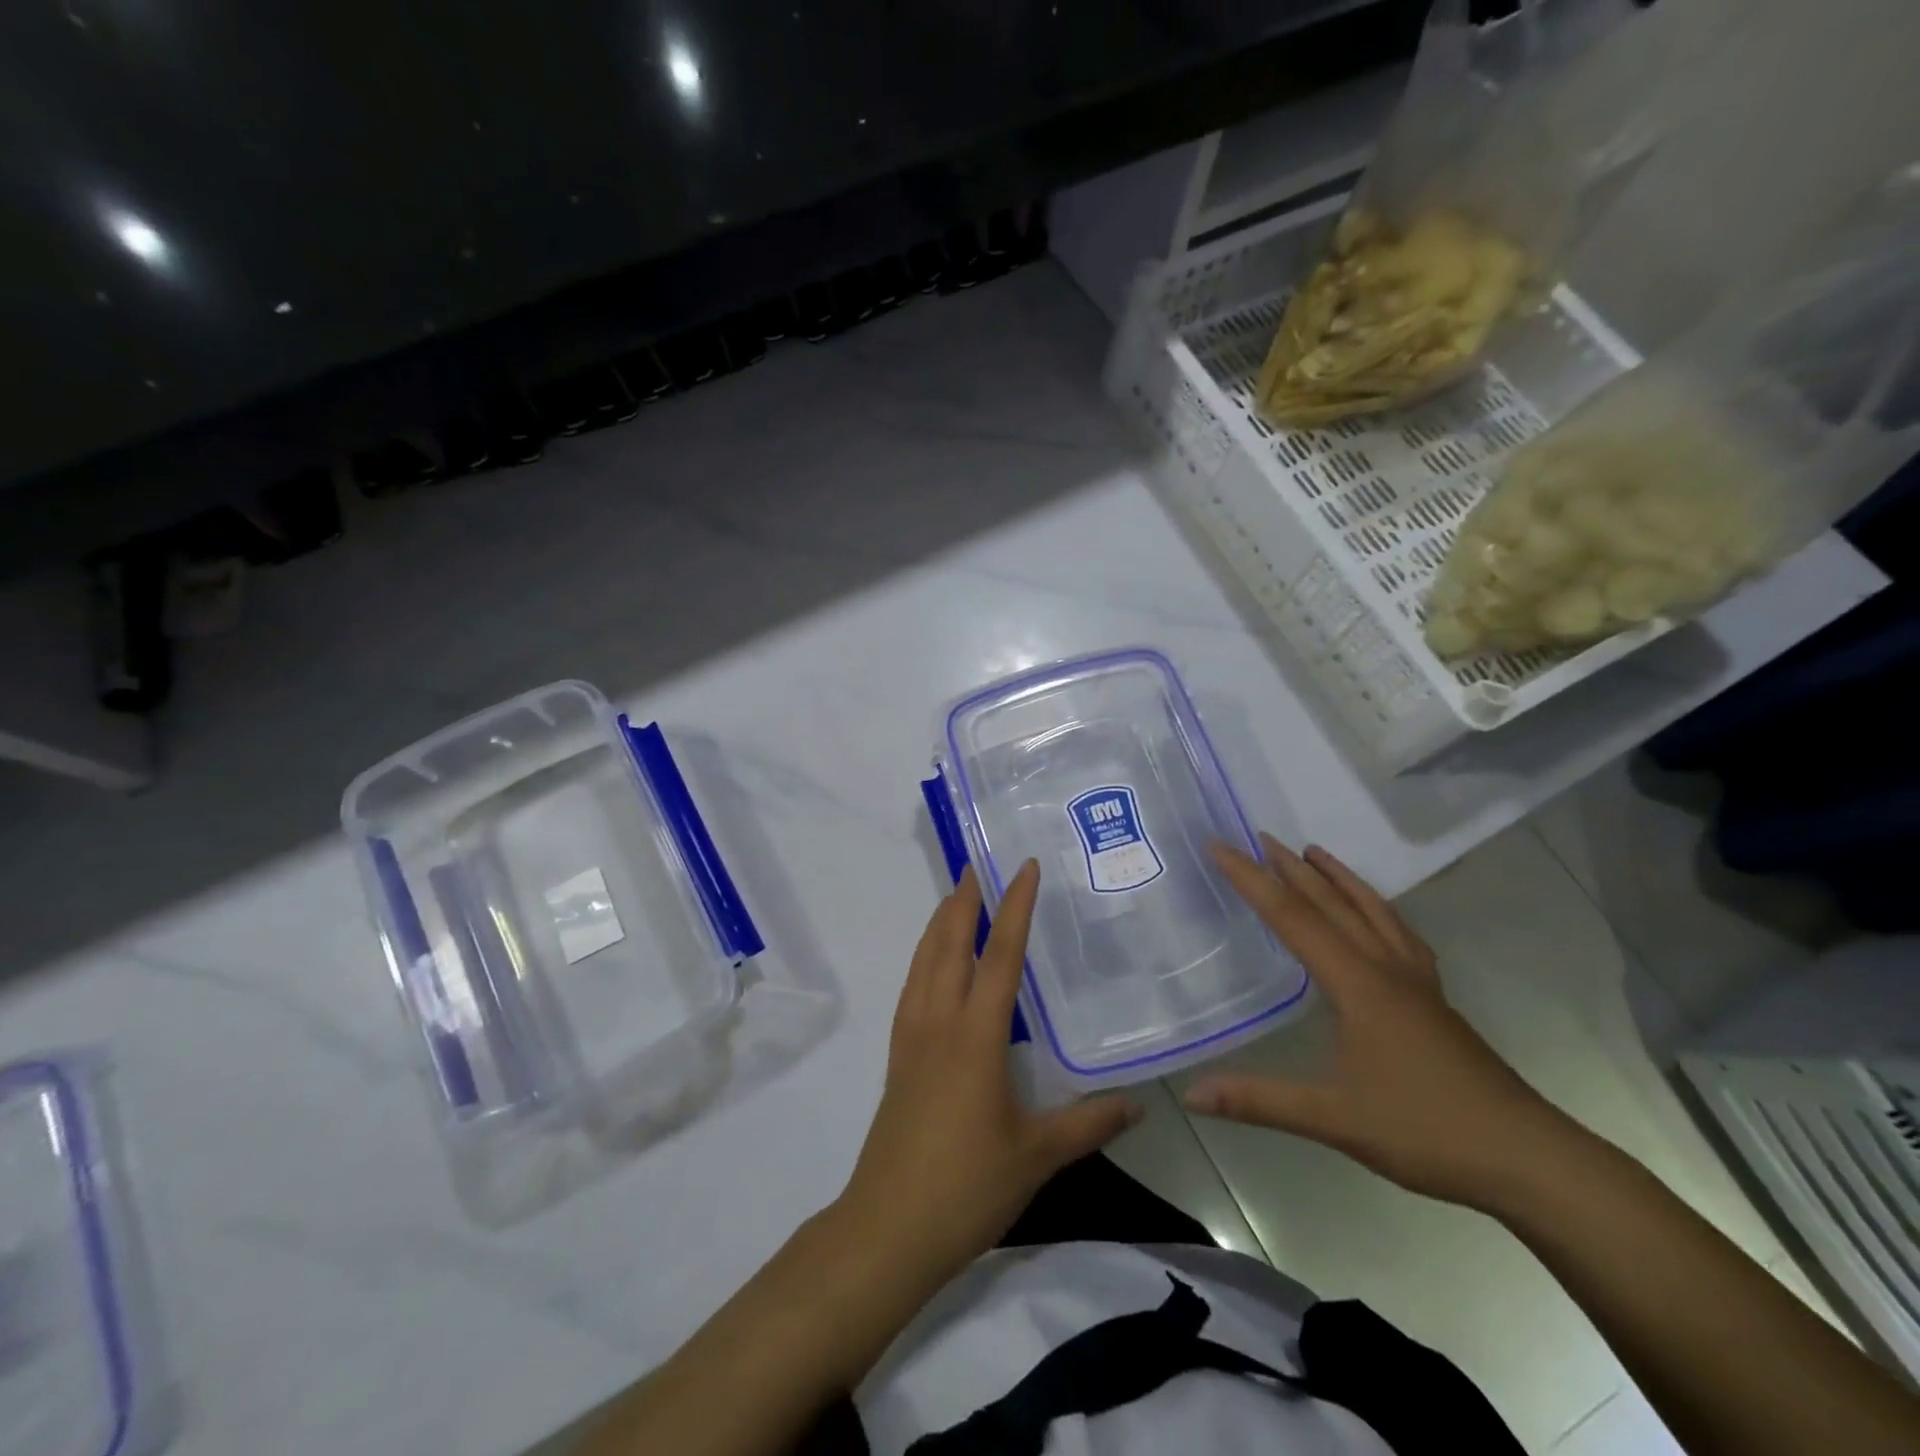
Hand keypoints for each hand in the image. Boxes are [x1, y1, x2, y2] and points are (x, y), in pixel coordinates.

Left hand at [835, 862, 1141, 1287]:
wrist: (888, 1227)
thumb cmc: (966, 1186)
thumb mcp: (1037, 1156)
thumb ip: (1088, 1122)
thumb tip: (1139, 1103)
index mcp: (975, 1036)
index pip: (1000, 956)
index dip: (1015, 907)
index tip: (1023, 867)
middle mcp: (938, 1021)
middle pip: (949, 943)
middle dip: (965, 899)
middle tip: (978, 864)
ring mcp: (912, 1035)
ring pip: (924, 960)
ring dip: (941, 922)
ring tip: (957, 897)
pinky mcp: (898, 1054)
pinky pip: (912, 985)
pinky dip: (925, 956)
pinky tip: (935, 962)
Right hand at [1184, 836, 1576, 1210]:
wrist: (1529, 1158)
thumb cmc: (1427, 1131)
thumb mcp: (1335, 1119)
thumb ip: (1260, 1101)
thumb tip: (1193, 1094)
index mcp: (1357, 983)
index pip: (1292, 917)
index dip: (1251, 879)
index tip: (1219, 846)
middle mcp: (1386, 968)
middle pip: (1331, 903)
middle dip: (1290, 867)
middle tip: (1257, 836)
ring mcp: (1416, 980)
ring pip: (1370, 910)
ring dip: (1336, 877)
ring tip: (1312, 852)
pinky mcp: (1434, 998)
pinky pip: (1398, 932)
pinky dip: (1375, 907)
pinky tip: (1374, 914)